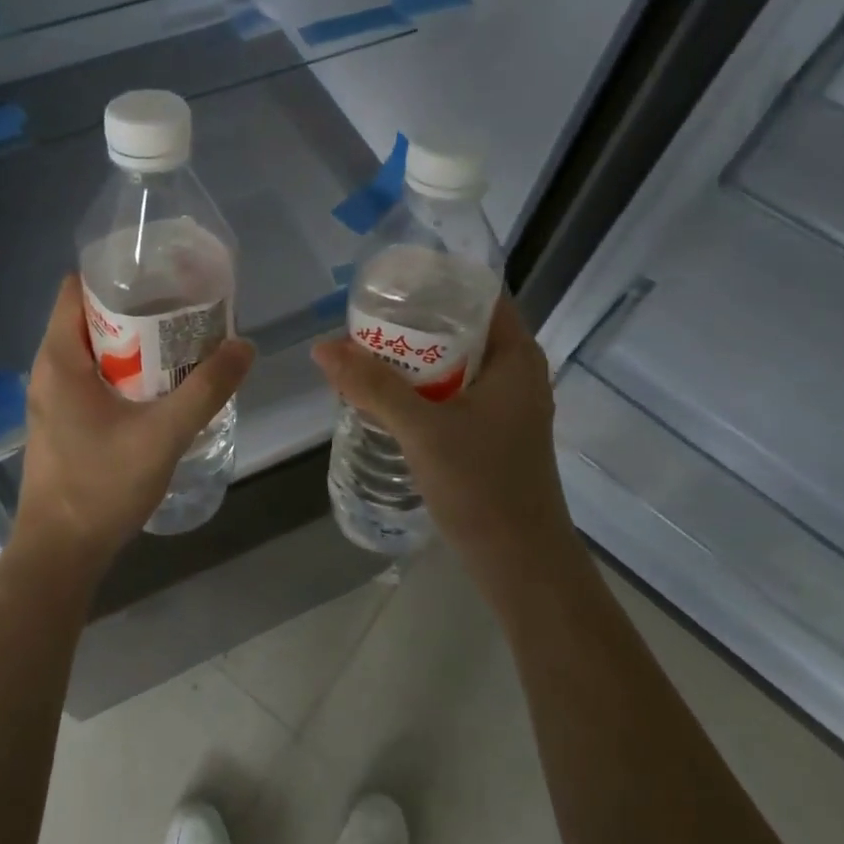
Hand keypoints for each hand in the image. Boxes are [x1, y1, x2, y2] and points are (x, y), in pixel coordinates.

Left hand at [15, 275, 255, 571]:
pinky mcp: (63, 421)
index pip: (77, 287)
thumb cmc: (101, 486)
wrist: (60, 553)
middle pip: (90, 316)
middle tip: (185, 306)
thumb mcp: (163, 434)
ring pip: (94, 350)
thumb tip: (244, 346)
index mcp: (60, 357)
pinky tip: (161, 384)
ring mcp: (53, 397)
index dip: (117, 273)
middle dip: (137, 307)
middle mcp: (49, 368)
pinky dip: (124, 370)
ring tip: (181, 340)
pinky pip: (93, 377)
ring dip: (134, 342)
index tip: (161, 273)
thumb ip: (206, 389)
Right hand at [311, 294, 571, 577]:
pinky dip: (417, 387)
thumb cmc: (483, 486)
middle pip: (458, 328)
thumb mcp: (423, 429)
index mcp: (515, 356)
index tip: (389, 279)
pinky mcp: (488, 432)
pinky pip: (449, 393)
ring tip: (361, 351)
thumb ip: (373, 386)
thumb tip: (322, 347)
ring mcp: (502, 405)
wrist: (520, 564)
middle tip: (361, 317)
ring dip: (410, 358)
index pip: (478, 294)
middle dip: (411, 321)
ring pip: (451, 363)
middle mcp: (514, 373)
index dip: (435, 280)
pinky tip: (379, 394)